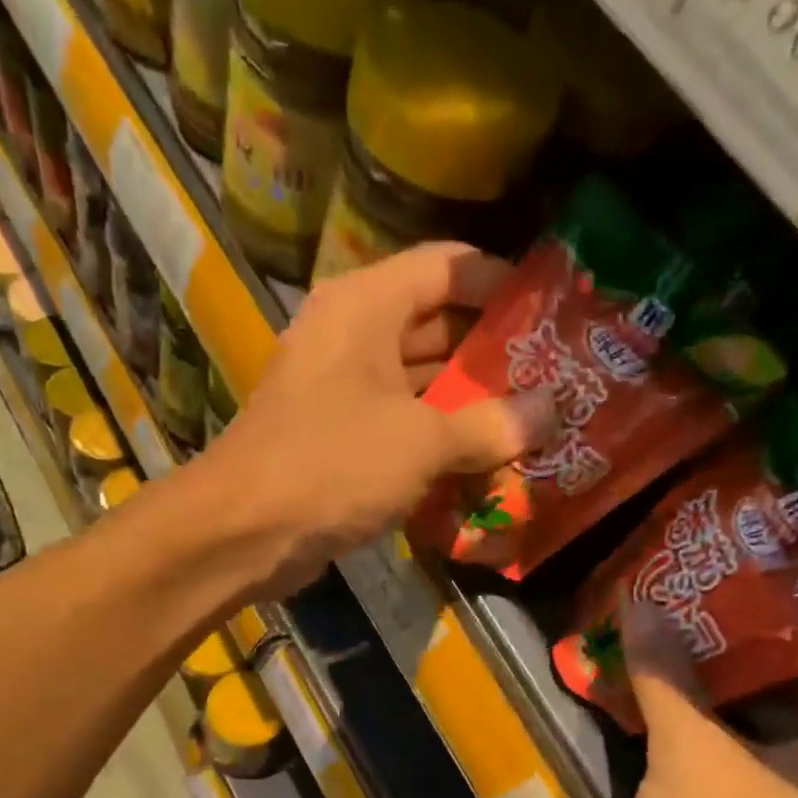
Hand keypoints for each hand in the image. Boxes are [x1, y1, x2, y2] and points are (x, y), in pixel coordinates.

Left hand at [196, 243, 554, 596]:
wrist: (244, 532)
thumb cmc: (332, 464)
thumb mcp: (422, 441)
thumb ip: (491, 424)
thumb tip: (550, 411)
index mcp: (366, 306)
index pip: (446, 266)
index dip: (501, 281)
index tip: (551, 311)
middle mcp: (350, 336)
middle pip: (435, 325)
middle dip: (492, 353)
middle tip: (553, 376)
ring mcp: (339, 390)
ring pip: (418, 382)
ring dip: (468, 403)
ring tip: (530, 421)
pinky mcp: (335, 438)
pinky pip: (398, 426)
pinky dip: (435, 441)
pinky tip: (481, 463)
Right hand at [623, 602, 797, 797]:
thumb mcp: (690, 757)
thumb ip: (667, 678)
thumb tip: (642, 602)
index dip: (783, 604)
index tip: (734, 568)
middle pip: (792, 682)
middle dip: (738, 639)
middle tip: (690, 595)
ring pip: (762, 719)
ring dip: (717, 682)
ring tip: (670, 633)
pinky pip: (744, 752)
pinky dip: (710, 724)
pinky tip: (665, 699)